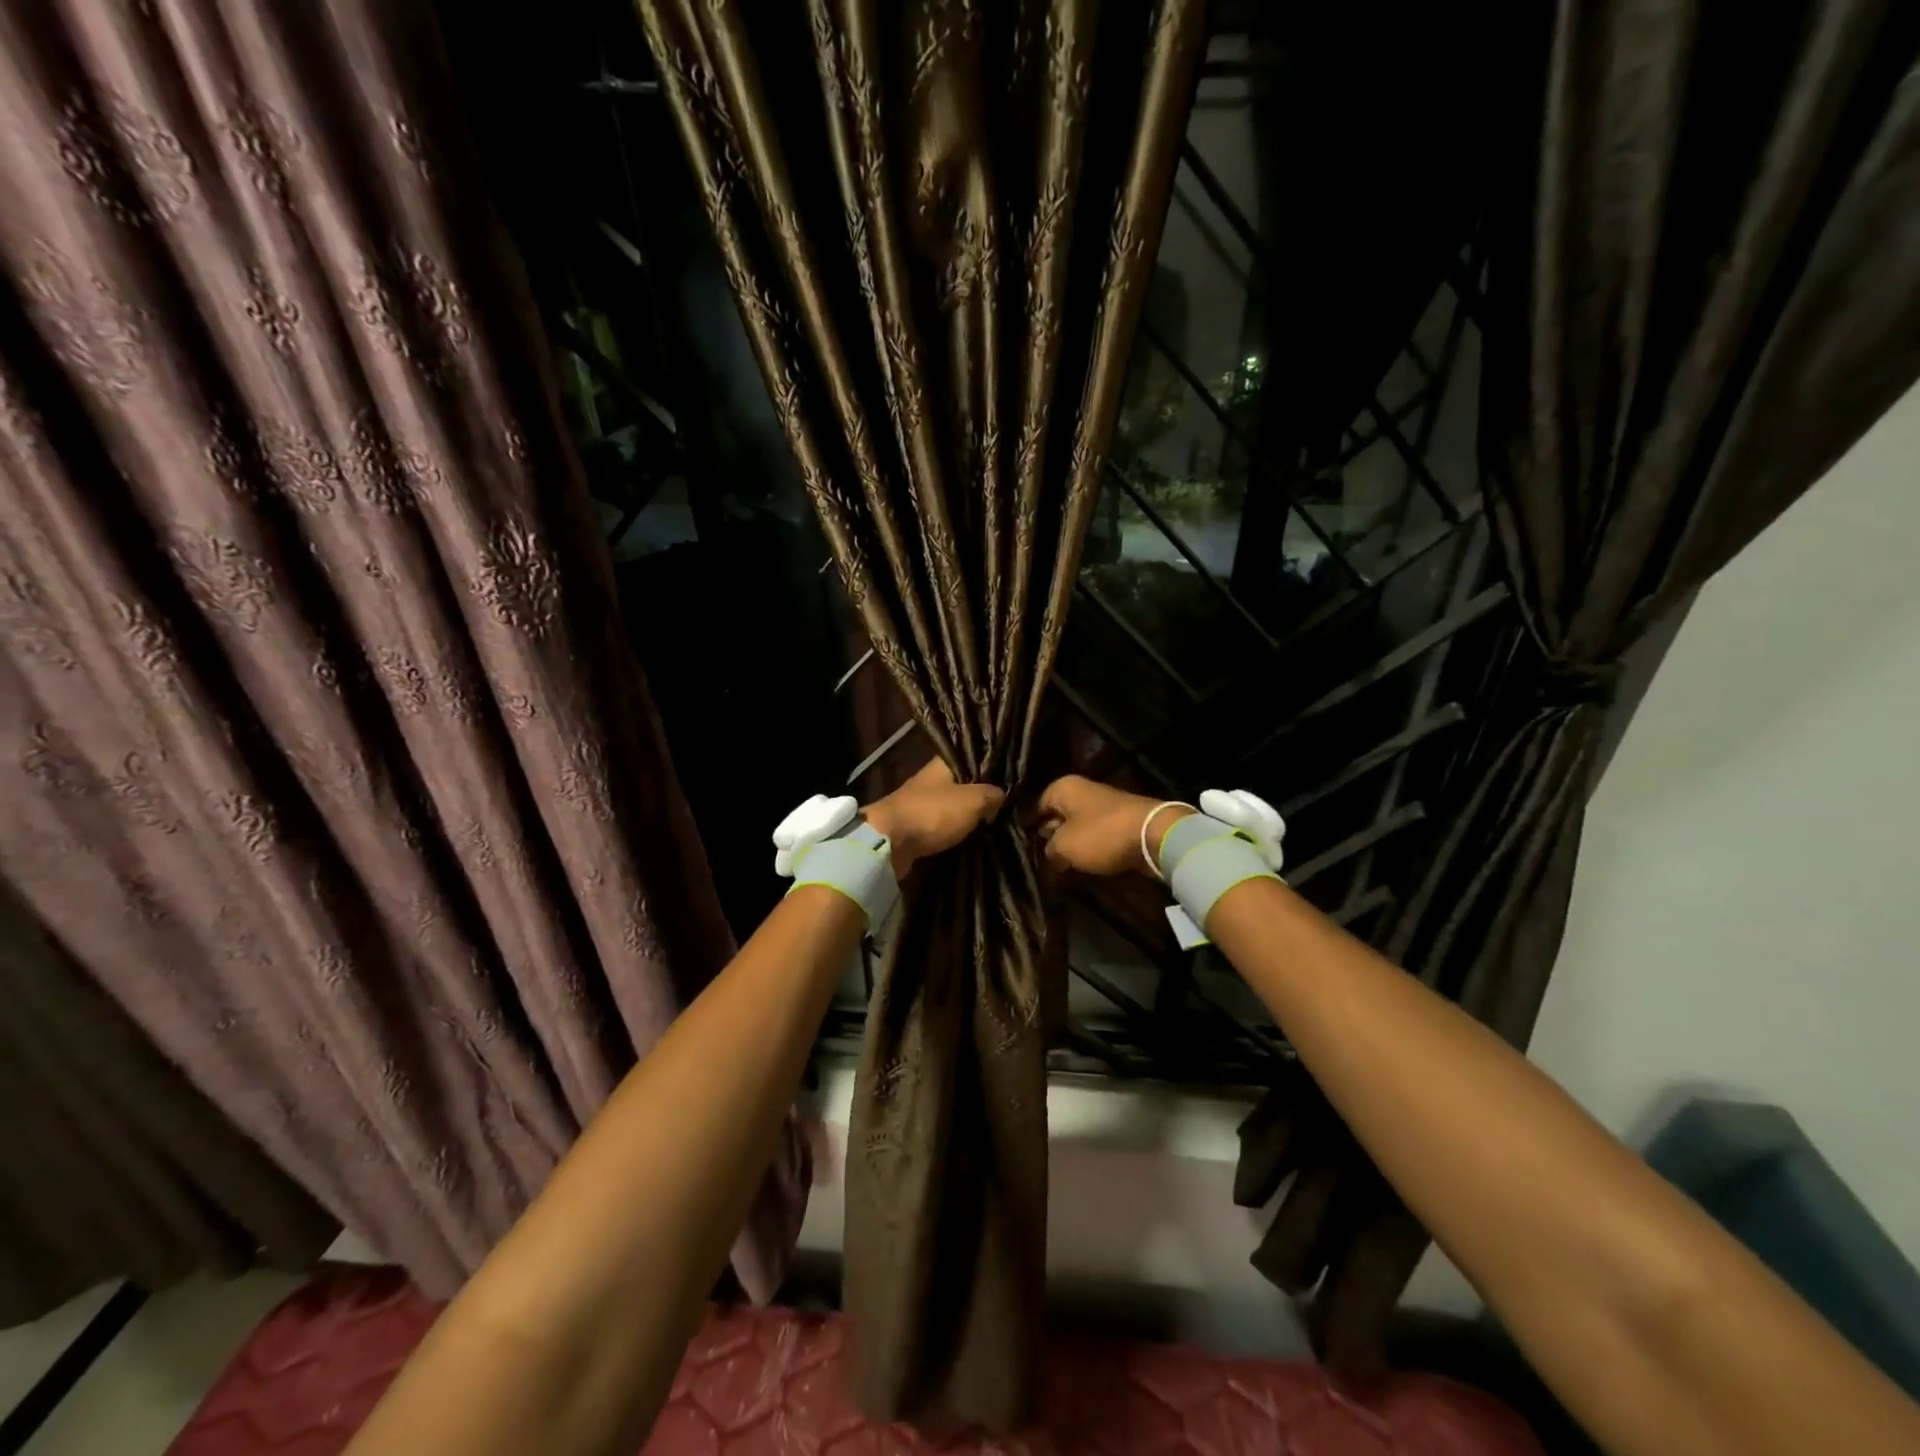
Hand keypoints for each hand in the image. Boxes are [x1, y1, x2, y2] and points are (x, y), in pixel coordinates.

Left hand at [862, 758, 1004, 876]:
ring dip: (968, 815)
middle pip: (963, 783)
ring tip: (995, 823)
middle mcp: (931, 780)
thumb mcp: (972, 800)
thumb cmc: (932, 813)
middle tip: (1008, 805)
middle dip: (981, 794)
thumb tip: (1002, 795)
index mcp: (942, 764)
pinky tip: (972, 837)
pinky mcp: (915, 827)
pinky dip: (955, 831)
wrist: (888, 843)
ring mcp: (921, 803)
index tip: (1011, 777)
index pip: (972, 756)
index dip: (991, 765)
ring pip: (952, 806)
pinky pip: (942, 826)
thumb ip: (991, 794)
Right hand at [1038, 774, 1190, 877]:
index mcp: (1064, 787)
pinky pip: (1099, 835)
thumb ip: (1050, 850)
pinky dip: (1093, 848)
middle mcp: (1083, 790)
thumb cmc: (1101, 835)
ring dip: (1074, 845)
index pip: (1038, 806)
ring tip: (1065, 867)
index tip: (1028, 848)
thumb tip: (1050, 853)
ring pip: (1079, 826)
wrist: (1154, 835)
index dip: (1032, 827)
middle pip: (1060, 815)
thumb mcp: (1064, 847)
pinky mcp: (1122, 821)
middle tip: (1046, 860)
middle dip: (1053, 837)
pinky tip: (1088, 864)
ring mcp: (1105, 805)